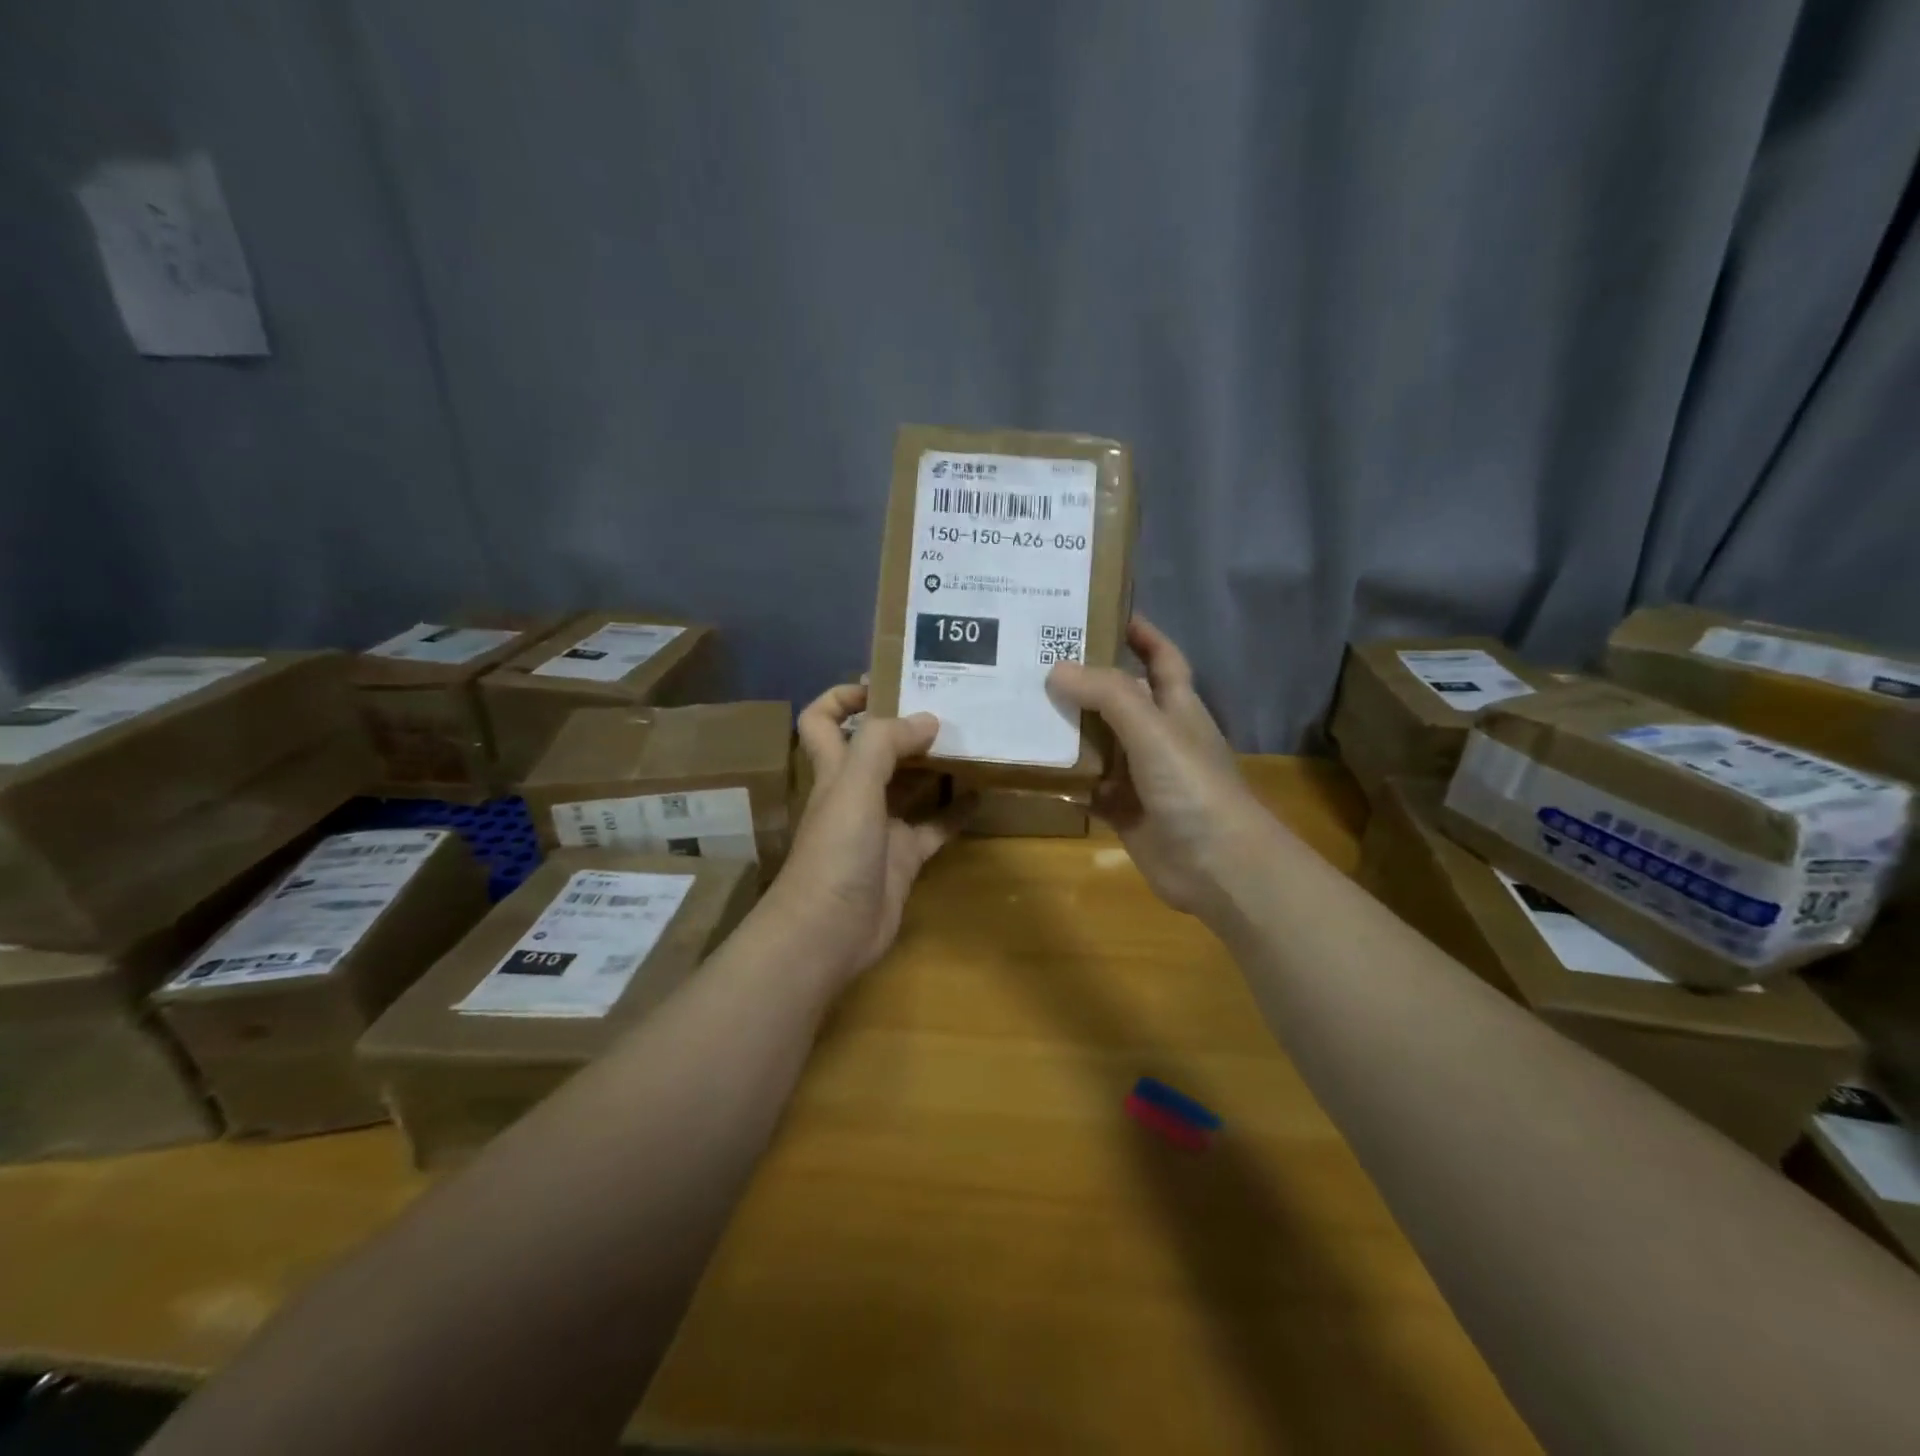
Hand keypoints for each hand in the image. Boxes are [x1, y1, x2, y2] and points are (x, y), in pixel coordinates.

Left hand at [762, 685, 962, 983]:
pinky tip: (985, 794)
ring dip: (936, 765)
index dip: (843, 696)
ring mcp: (880, 827)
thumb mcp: (853, 785)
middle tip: (949, 704)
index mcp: (833, 769)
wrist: (830, 932)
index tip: (886, 682)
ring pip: (910, 785)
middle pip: (875, 747)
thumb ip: (885, 744)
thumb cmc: (835, 852)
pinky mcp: (904, 858)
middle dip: (905, 725)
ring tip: (974, 739)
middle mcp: (854, 792)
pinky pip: (935, 827)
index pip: (821, 719)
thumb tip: (927, 719)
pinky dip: (957, 812)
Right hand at [1047, 617, 1277, 918]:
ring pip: (1098, 743)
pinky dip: (1064, 780)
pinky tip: (1031, 769)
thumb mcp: (1153, 728)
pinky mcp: (1124, 810)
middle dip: (1083, 680)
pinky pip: (1087, 787)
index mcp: (1176, 706)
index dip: (1139, 631)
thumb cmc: (1193, 786)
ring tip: (1020, 707)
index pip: (1161, 656)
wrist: (1217, 866)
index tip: (1099, 610)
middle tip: (1034, 661)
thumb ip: (1108, 696)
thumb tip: (1056, 669)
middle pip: (1118, 698)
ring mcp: (1140, 776)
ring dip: (1067, 730)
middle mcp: (1158, 735)